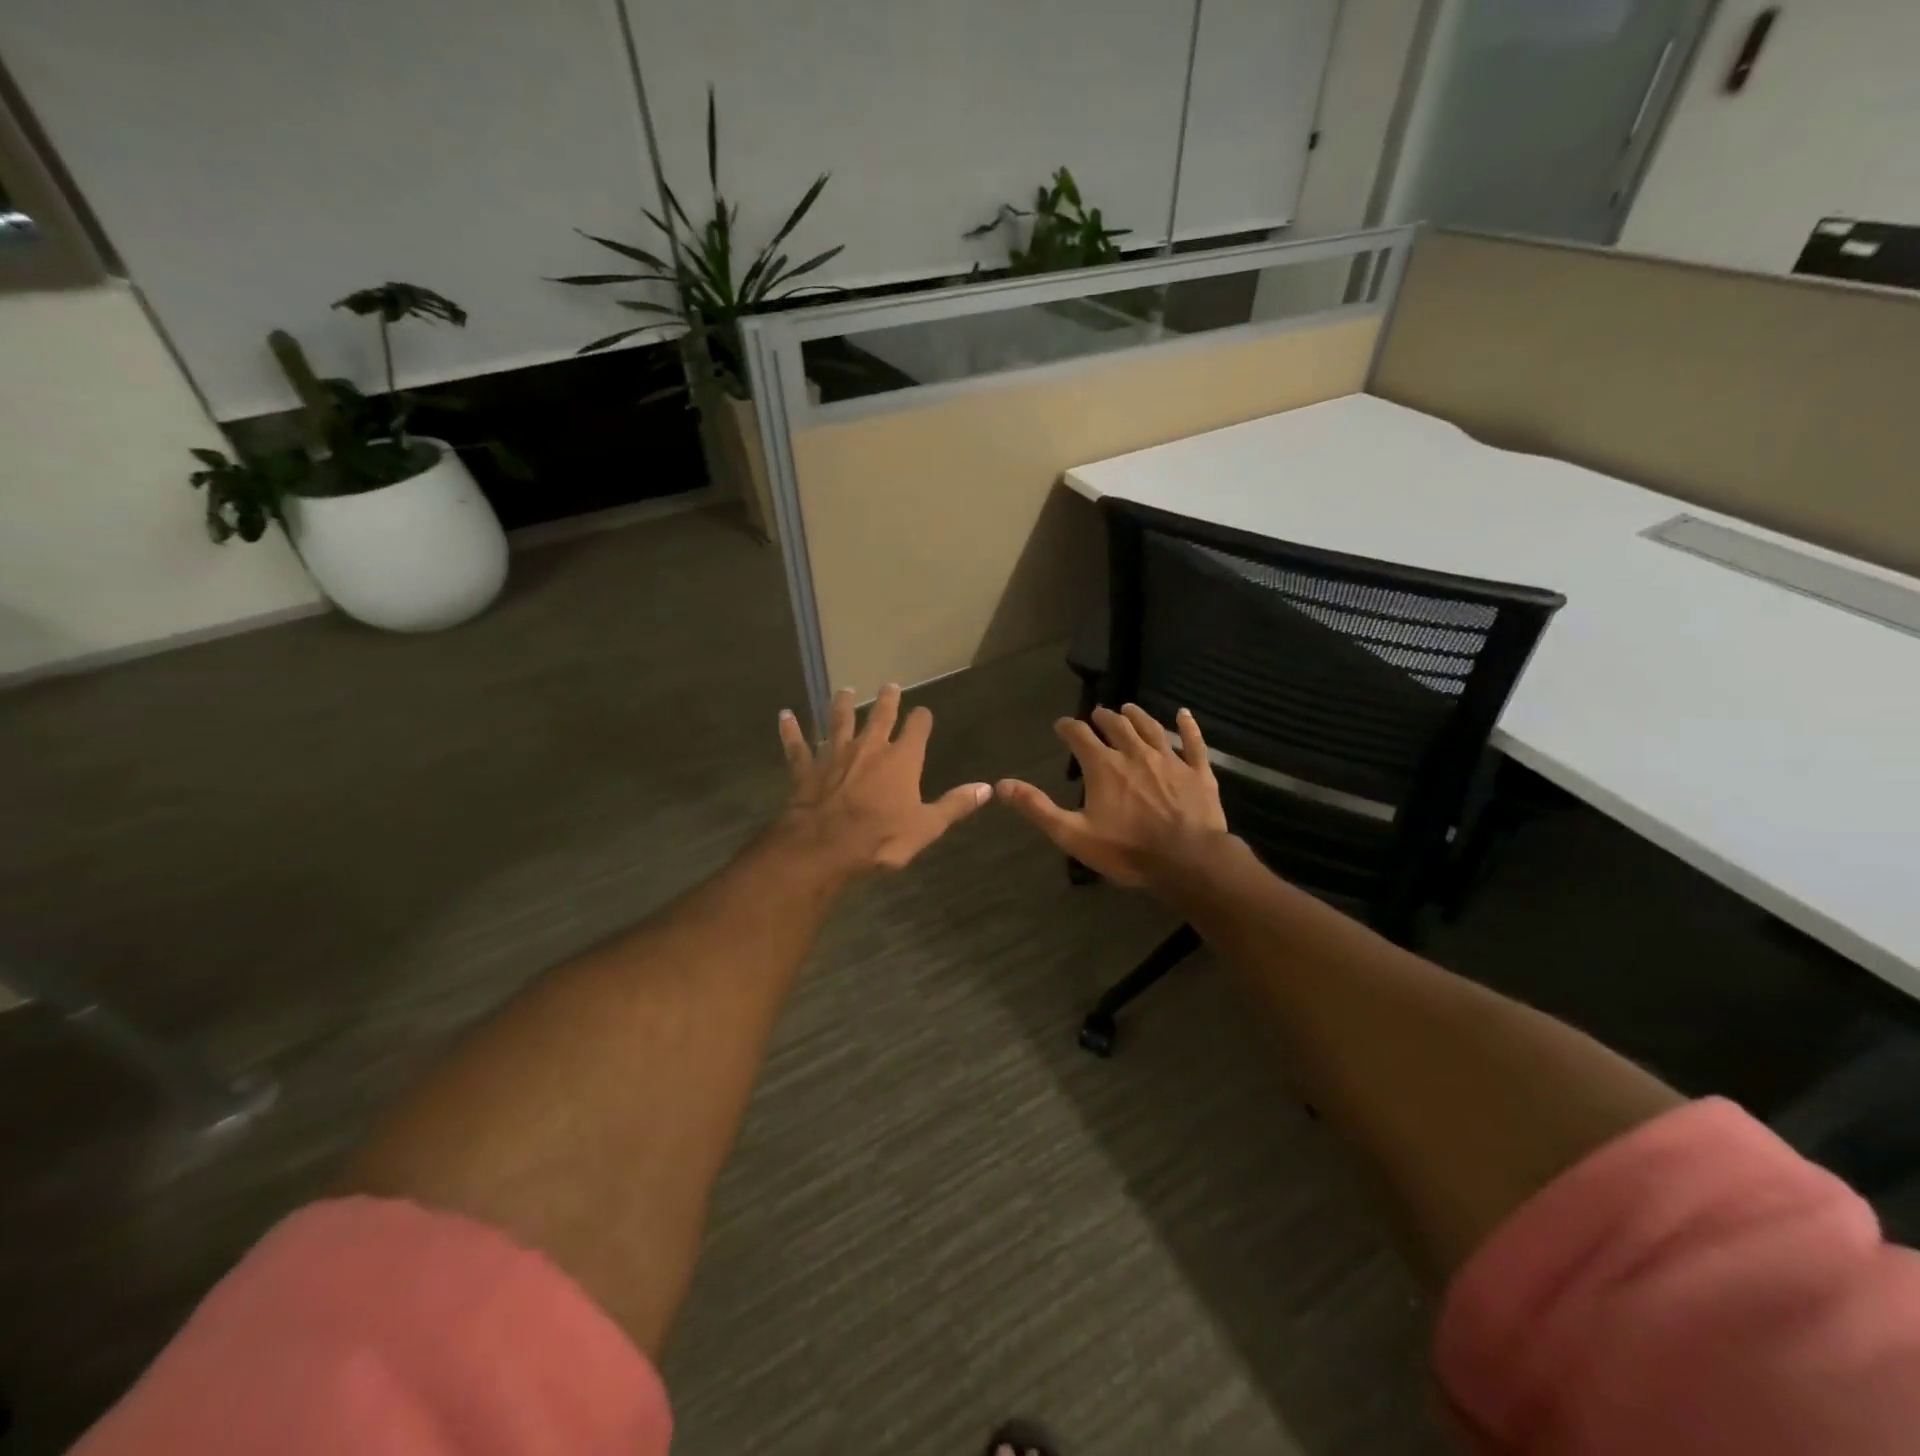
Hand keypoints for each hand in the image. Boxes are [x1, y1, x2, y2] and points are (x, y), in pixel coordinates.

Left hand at [776, 685, 990, 875]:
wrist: (824, 847)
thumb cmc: (881, 838)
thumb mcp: (927, 826)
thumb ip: (955, 805)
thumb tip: (989, 788)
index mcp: (902, 759)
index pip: (917, 728)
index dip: (922, 719)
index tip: (923, 712)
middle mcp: (869, 747)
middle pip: (880, 715)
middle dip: (887, 700)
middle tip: (889, 685)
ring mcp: (834, 754)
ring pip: (838, 721)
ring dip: (840, 704)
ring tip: (843, 689)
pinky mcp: (806, 768)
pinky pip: (797, 746)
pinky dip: (790, 731)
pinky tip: (784, 716)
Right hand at [996, 704, 1228, 889]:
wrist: (1187, 860)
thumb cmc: (1127, 850)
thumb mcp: (1073, 834)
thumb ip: (1038, 807)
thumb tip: (1001, 785)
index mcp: (1104, 766)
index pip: (1079, 735)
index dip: (1067, 728)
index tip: (1061, 726)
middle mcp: (1135, 753)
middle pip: (1117, 726)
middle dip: (1103, 718)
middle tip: (1097, 715)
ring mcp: (1170, 760)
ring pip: (1151, 728)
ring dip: (1137, 716)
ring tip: (1128, 708)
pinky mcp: (1198, 772)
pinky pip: (1193, 742)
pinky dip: (1188, 726)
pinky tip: (1184, 714)